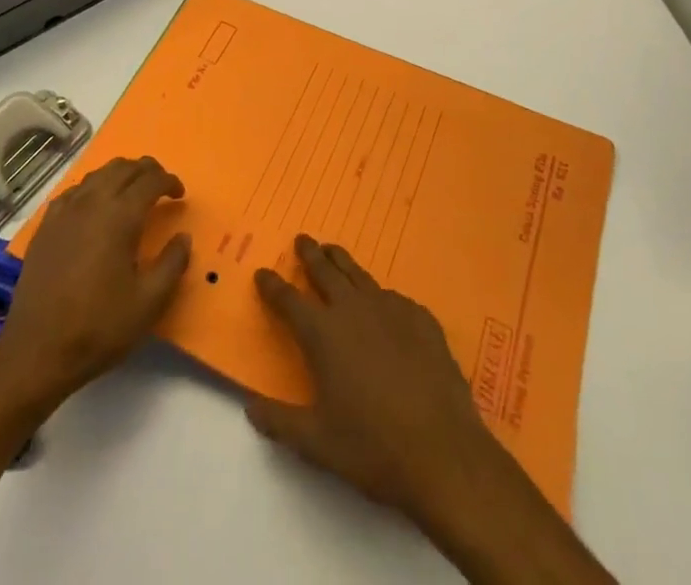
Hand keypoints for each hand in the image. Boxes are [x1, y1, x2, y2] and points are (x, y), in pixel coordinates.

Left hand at [0, 157, 190, 410]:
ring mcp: (65, 211)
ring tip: (132, 191)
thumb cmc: (99, 327)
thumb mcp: (148, 302)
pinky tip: (95, 206)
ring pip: (98, 174)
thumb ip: (172, 264)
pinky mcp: (46, 225)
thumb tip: (183, 237)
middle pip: (123, 168)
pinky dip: (92, 188)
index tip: (180, 194)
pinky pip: (74, 191)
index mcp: (120, 216)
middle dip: (147, 170)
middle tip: (160, 186)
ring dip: (120, 175)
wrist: (37, 351)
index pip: (150, 180)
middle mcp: (92, 203)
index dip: (169, 181)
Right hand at [244, 235, 504, 524]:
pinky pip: (394, 298)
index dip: (272, 285)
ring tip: (333, 251)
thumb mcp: (315, 442)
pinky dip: (380, 296)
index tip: (262, 272)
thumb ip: (277, 421)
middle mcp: (353, 309)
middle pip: (325, 271)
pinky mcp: (421, 318)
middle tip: (302, 239)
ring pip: (359, 275)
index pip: (288, 300)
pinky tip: (383, 303)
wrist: (442, 452)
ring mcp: (390, 309)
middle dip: (310, 254)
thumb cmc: (372, 447)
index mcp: (322, 333)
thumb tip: (248, 406)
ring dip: (342, 261)